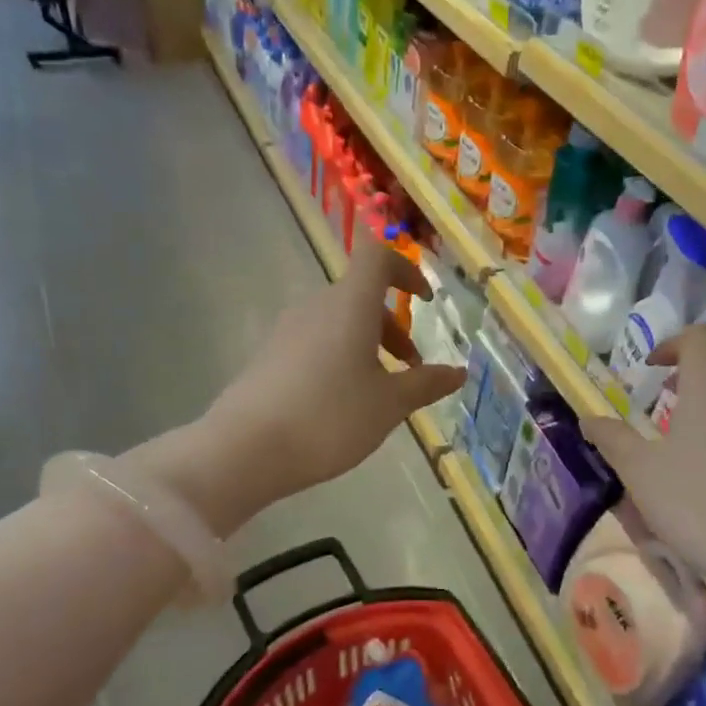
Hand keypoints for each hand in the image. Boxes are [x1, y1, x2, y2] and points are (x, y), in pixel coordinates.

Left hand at [202, 232, 464, 512]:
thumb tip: (459, 372)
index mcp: (350, 304)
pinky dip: (339, 357)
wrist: (246, 448)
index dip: (406, 270)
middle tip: (411, 368)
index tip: (424, 301)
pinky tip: (341, 402)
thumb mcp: (389, 404)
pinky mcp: (269, 355)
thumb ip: (426, 384)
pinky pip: (315, 341)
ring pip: (338, 322)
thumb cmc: (330, 417)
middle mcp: (316, 306)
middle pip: (361, 296)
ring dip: (367, 345)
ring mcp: (287, 329)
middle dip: (392, 326)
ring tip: (379, 391)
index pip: (378, 257)